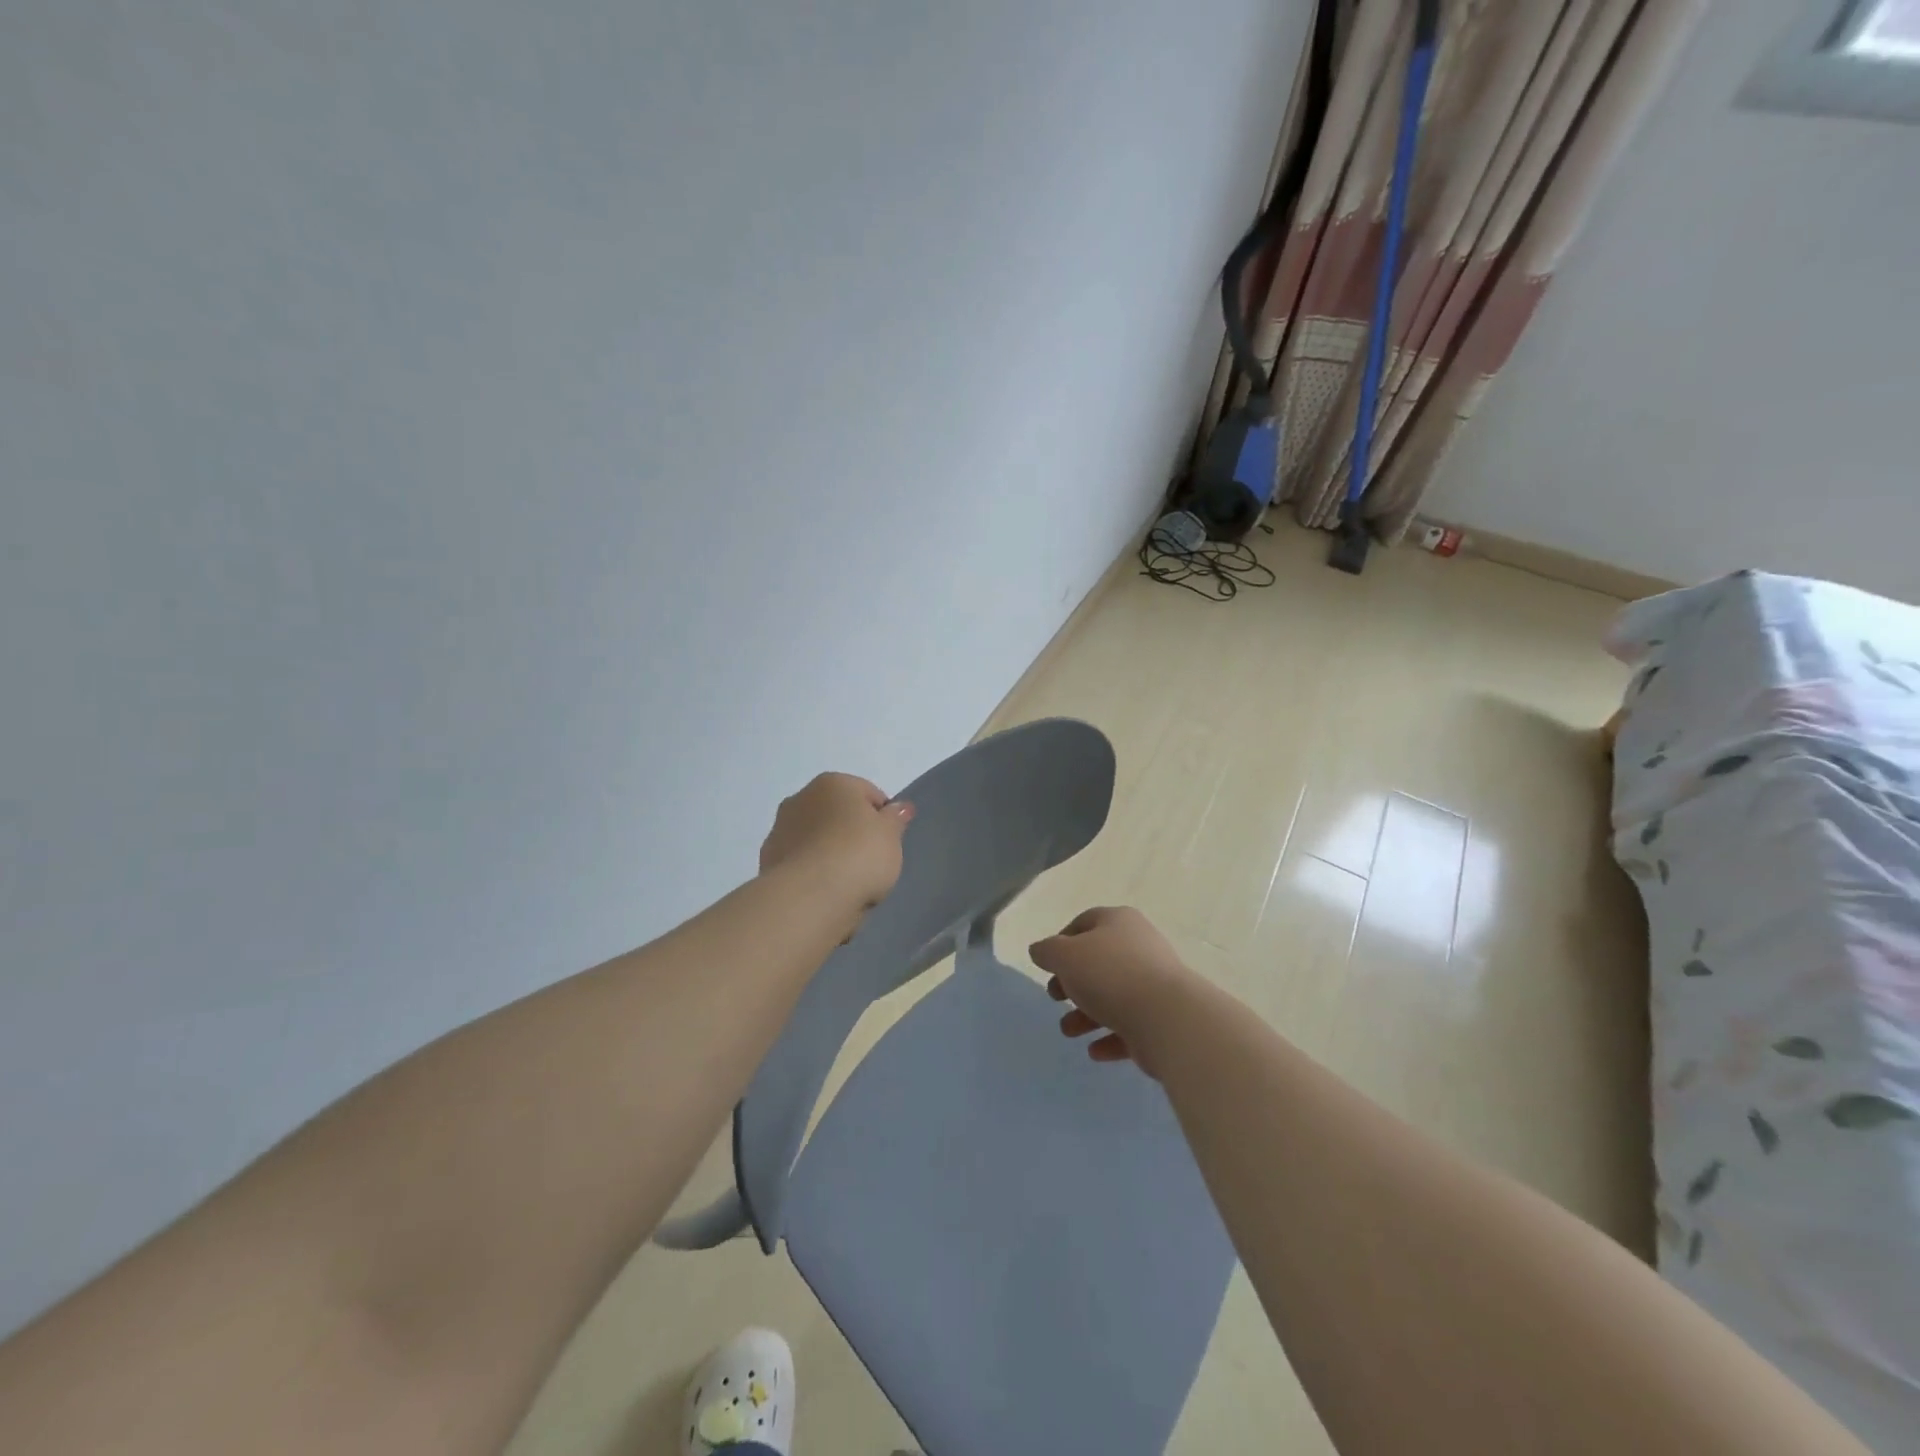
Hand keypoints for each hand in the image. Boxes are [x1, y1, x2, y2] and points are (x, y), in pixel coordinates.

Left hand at [759, 773, 912, 910]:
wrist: (810, 897)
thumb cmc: (859, 855)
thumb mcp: (891, 836)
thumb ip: (896, 819)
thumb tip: (899, 807)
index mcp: (833, 783)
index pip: (868, 794)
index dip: (883, 818)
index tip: (889, 844)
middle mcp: (801, 797)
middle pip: (837, 814)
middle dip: (851, 833)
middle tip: (869, 862)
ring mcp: (780, 829)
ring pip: (816, 838)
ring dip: (828, 852)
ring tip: (846, 883)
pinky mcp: (767, 861)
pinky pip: (801, 862)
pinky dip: (812, 872)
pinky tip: (825, 892)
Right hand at [1030, 906, 1198, 1077]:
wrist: (1168, 1017)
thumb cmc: (1109, 975)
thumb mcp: (1064, 956)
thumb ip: (1047, 951)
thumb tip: (1041, 950)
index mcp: (1119, 922)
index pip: (1085, 923)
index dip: (1061, 942)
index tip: (1048, 966)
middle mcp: (1139, 947)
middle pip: (1098, 962)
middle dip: (1072, 983)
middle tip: (1056, 998)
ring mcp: (1154, 983)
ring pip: (1112, 996)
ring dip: (1086, 1015)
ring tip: (1069, 1031)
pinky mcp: (1162, 1018)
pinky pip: (1130, 1025)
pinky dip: (1109, 1037)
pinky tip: (1094, 1051)